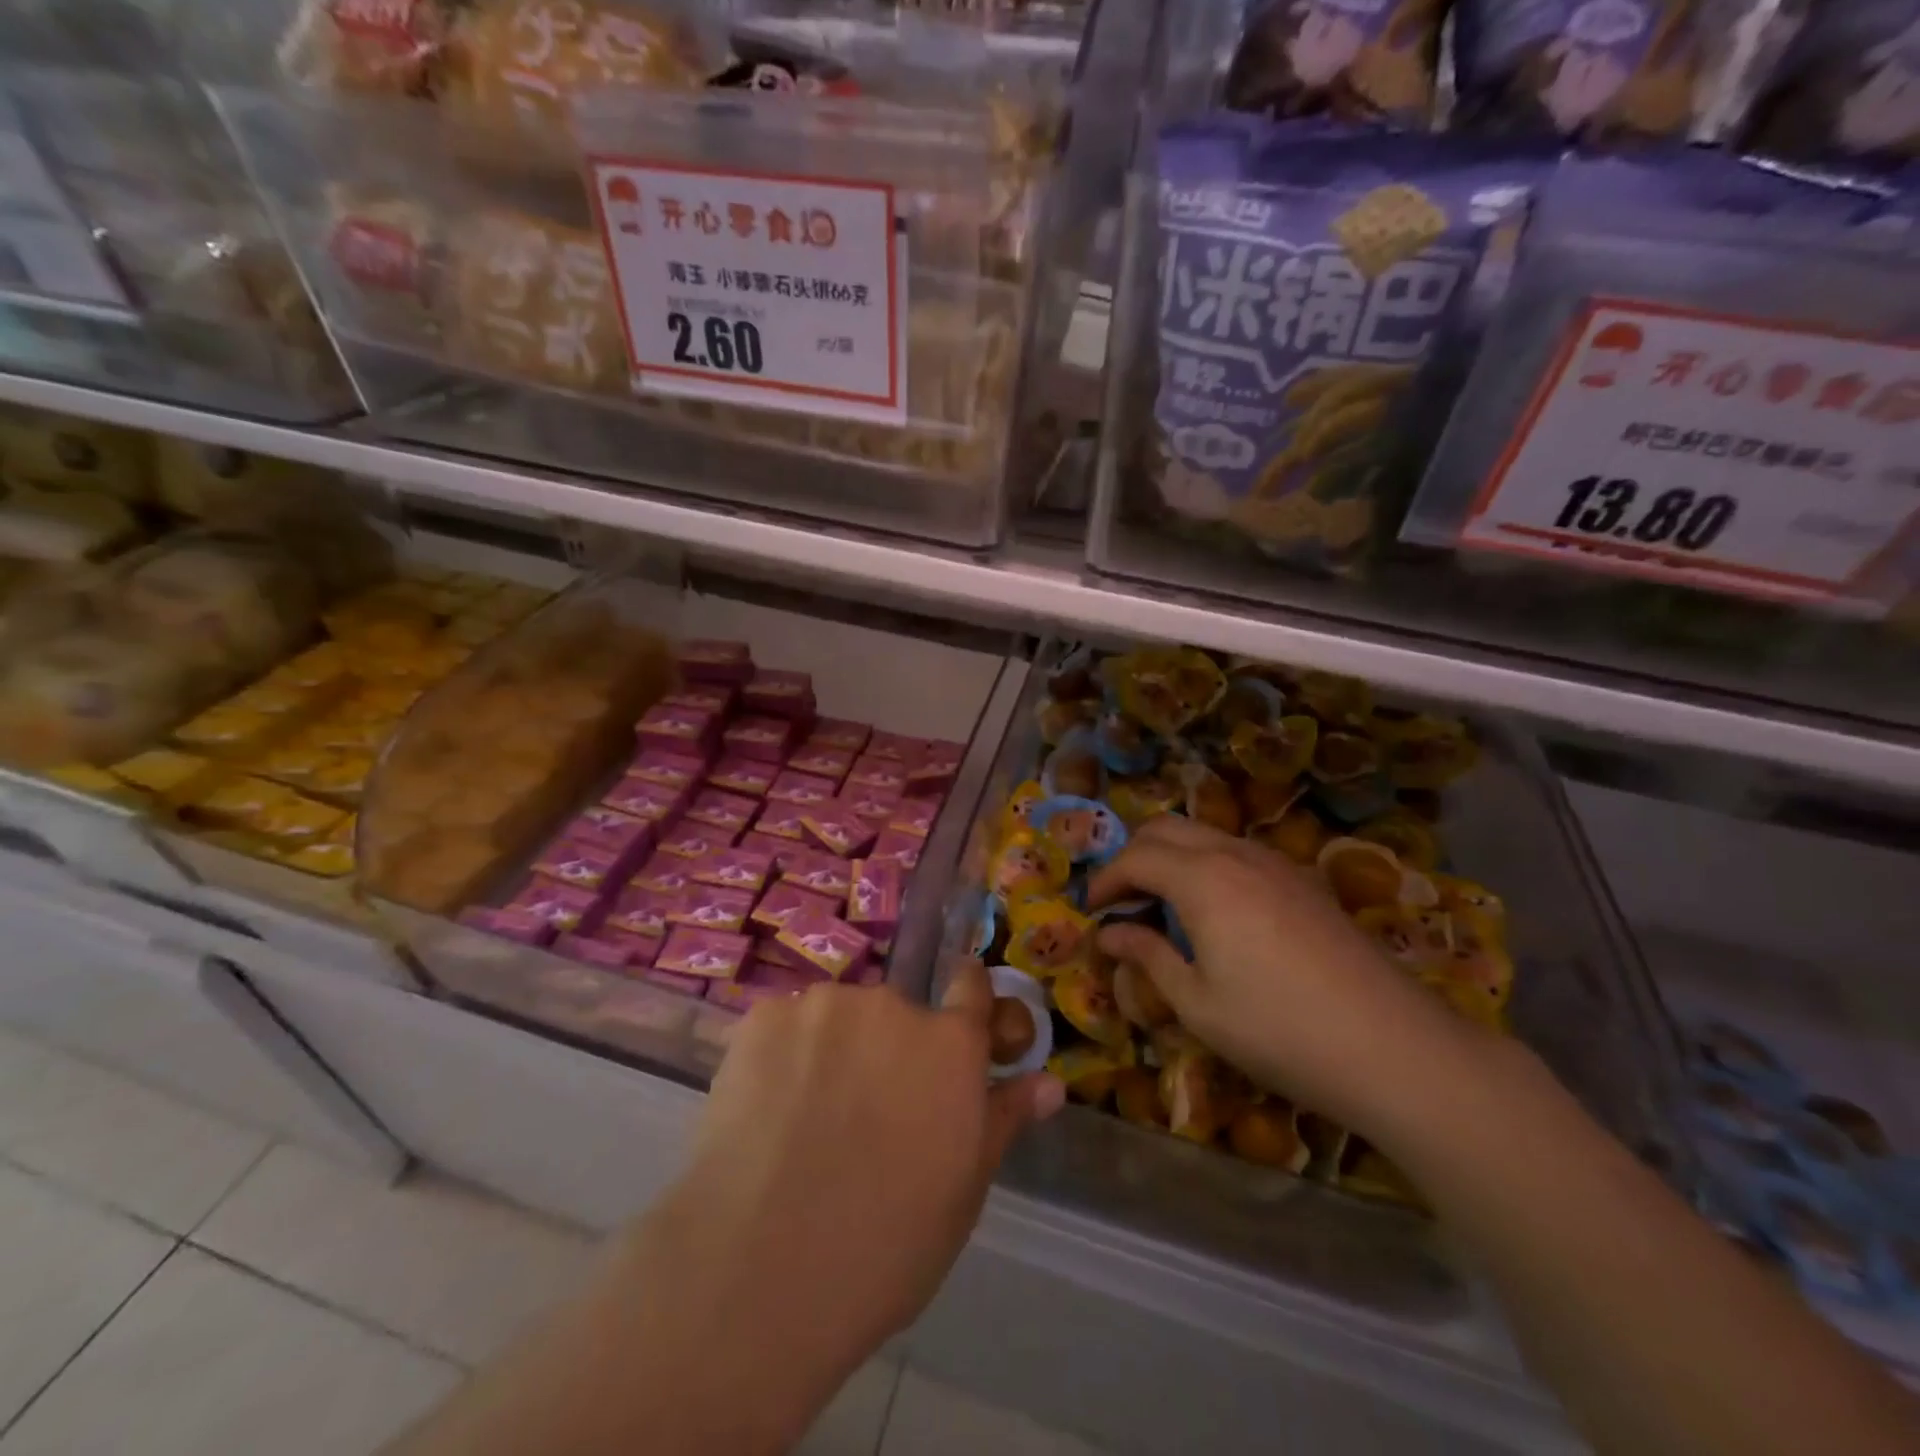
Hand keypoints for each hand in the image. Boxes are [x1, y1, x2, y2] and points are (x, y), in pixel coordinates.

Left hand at [659, 971, 1062, 1380]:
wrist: (757, 1269)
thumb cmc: (884, 1245)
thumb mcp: (962, 1190)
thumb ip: (1003, 1119)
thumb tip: (1050, 1083)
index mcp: (950, 1044)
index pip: (972, 985)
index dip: (967, 1003)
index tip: (955, 1030)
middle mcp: (892, 1005)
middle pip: (899, 1012)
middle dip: (891, 1048)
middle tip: (865, 1113)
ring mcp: (824, 1006)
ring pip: (840, 1018)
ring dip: (836, 1049)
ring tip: (808, 1118)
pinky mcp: (764, 1017)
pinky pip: (787, 1026)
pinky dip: (785, 1056)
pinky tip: (767, 1110)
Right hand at [1087, 815, 1483, 1133]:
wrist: (1393, 1047)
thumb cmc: (1279, 1030)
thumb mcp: (1198, 1003)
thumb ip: (1148, 956)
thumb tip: (1108, 934)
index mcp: (1202, 879)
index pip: (1135, 857)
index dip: (1105, 881)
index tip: (1090, 912)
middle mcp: (1235, 854)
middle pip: (1166, 828)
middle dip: (1132, 856)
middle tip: (1120, 901)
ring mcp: (1275, 862)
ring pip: (1204, 834)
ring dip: (1170, 857)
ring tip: (1160, 905)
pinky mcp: (1303, 880)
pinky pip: (1237, 851)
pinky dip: (1206, 865)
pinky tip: (1213, 912)